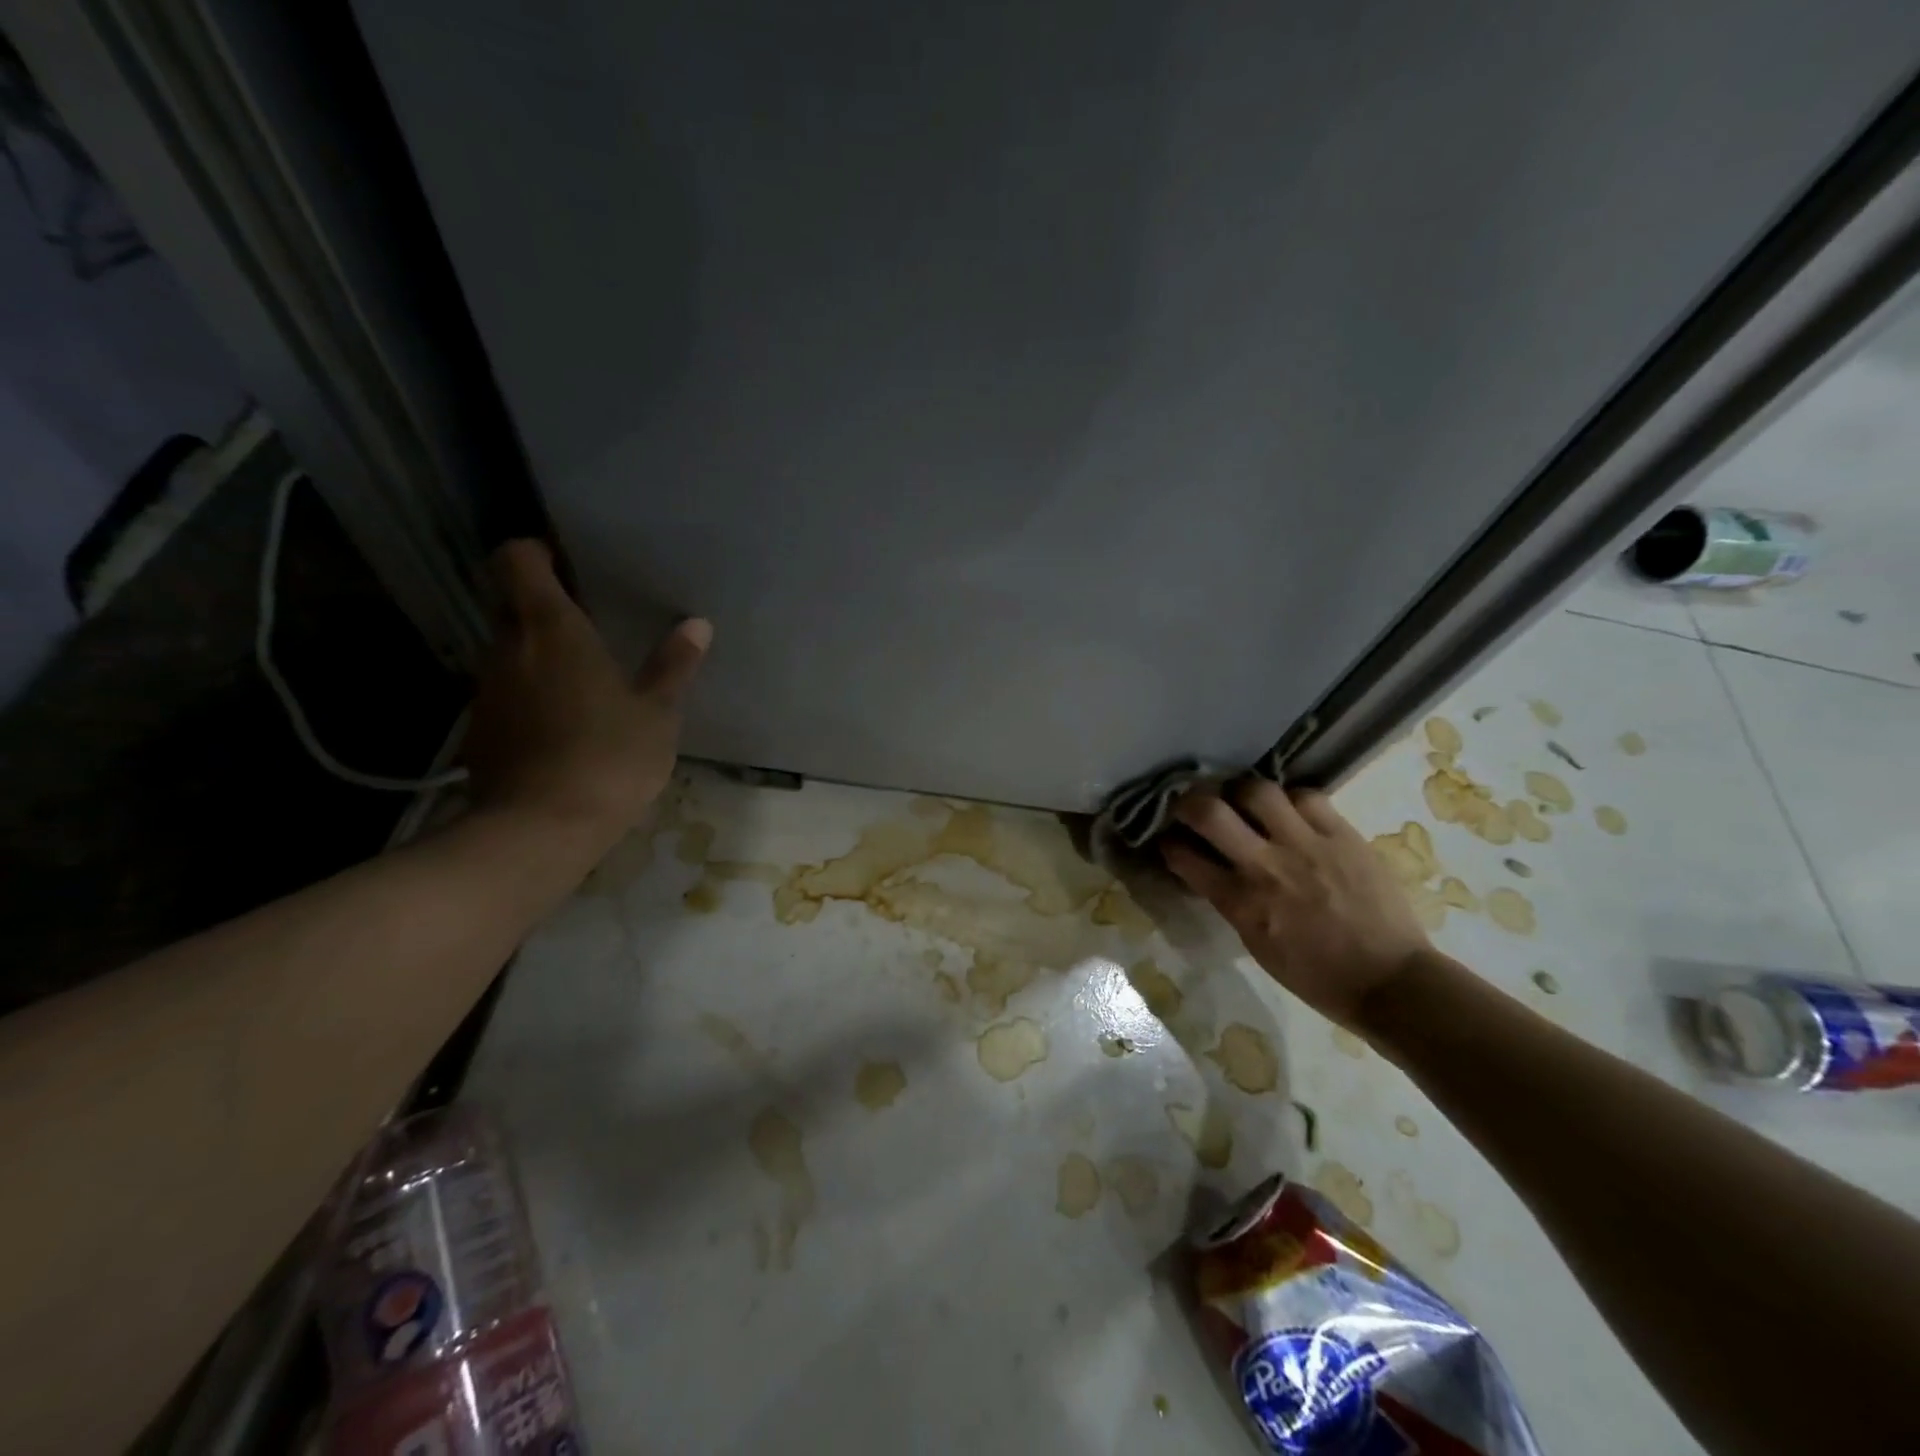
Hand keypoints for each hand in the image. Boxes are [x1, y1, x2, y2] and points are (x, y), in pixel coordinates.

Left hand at [464, 541, 710, 848]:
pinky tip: (563, 723)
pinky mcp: (480, 728)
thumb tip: (698, 624)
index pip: (517, 560)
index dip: (535, 551)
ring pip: (508, 650)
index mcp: (552, 630)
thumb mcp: (657, 712)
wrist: (541, 828)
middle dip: (543, 605)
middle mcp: (508, 647)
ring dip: (538, 653)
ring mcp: (487, 689)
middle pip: (511, 604)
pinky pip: (505, 692)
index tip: (566, 563)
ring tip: (583, 677)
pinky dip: (530, 694)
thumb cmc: (609, 756)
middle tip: (590, 622)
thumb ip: (674, 665)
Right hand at [1160, 781, 1432, 1030]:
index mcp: (1241, 903)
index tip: (1169, 839)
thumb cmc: (1317, 976)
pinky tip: (1290, 810)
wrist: (1391, 981)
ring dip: (1240, 792)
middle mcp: (1266, 866)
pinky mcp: (1343, 835)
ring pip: (1257, 790)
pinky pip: (1307, 796)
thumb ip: (1232, 902)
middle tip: (1192, 806)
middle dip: (1189, 802)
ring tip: (1242, 800)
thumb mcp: (1257, 945)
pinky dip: (1290, 799)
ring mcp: (1306, 845)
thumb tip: (1213, 873)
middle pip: (1209, 812)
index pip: (1184, 857)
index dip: (1169, 843)